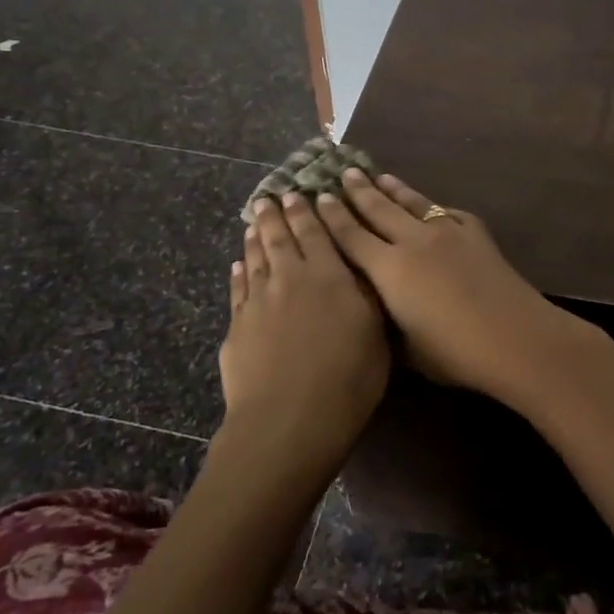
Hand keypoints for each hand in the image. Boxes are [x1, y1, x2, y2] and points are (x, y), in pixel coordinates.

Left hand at [217, 193, 390, 470]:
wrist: (289, 421)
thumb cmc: (349, 378)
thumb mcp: (376, 332)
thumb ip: (366, 294)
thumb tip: (359, 267)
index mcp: (329, 275)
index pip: (316, 232)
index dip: (308, 211)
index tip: (300, 192)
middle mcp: (290, 278)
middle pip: (279, 238)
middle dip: (276, 214)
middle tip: (270, 196)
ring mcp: (259, 302)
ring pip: (255, 259)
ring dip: (255, 237)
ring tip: (254, 221)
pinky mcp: (237, 327)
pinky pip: (238, 290)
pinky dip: (239, 273)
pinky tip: (238, 266)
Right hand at [313, 170, 587, 401]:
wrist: (514, 336)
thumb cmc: (454, 353)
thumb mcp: (406, 347)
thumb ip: (387, 319)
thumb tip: (378, 306)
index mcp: (389, 270)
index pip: (351, 237)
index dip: (333, 216)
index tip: (319, 196)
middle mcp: (413, 241)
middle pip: (378, 209)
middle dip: (358, 191)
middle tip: (342, 172)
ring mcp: (446, 232)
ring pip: (412, 203)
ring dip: (392, 188)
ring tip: (378, 175)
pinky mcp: (474, 232)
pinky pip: (445, 212)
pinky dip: (430, 206)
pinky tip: (428, 204)